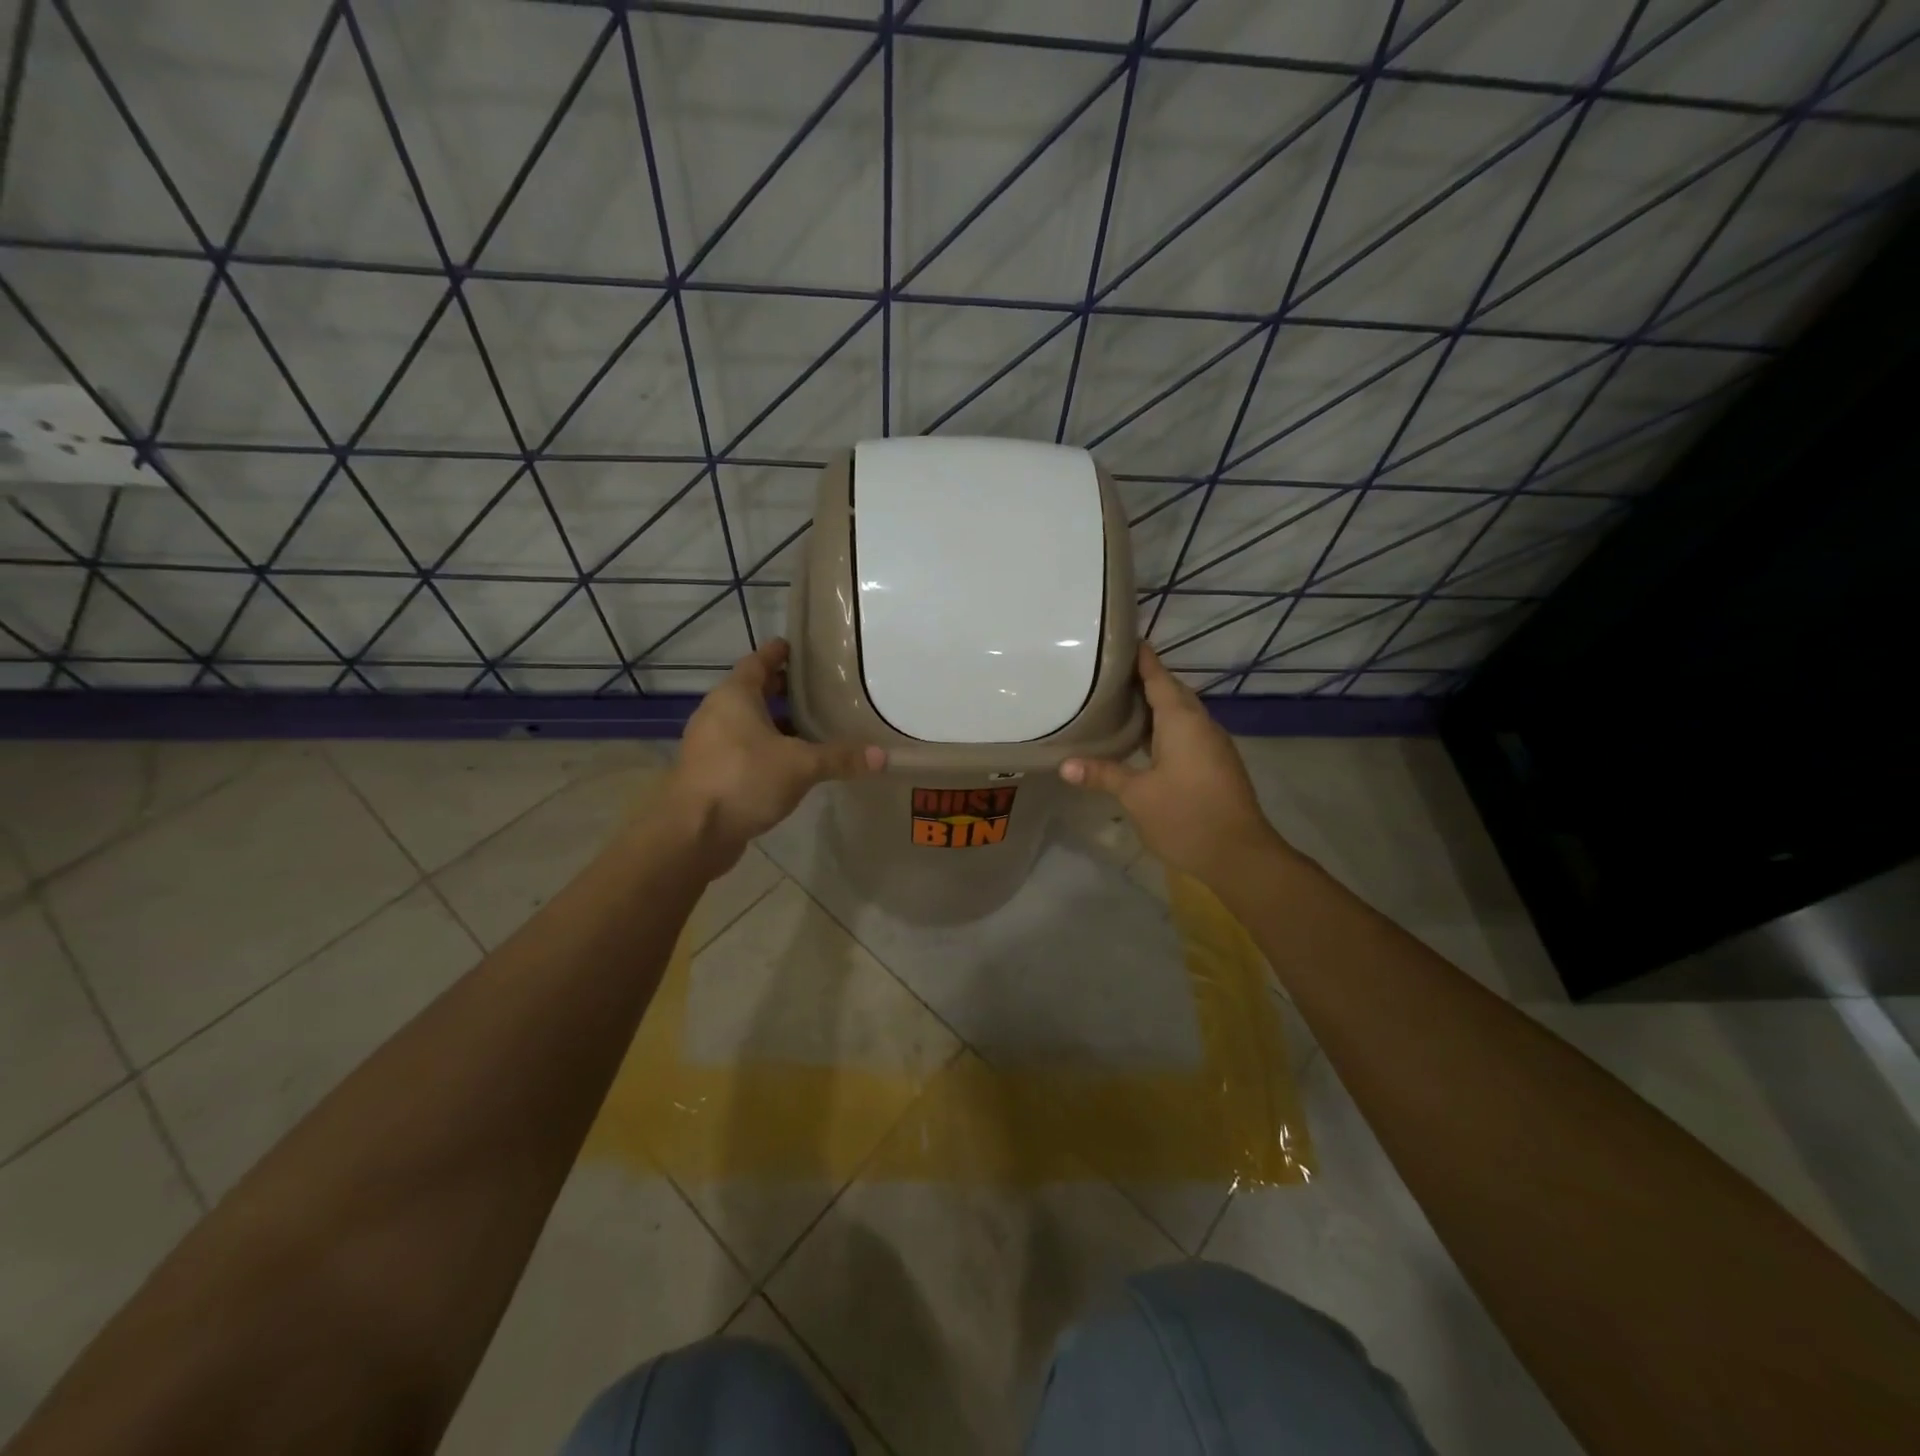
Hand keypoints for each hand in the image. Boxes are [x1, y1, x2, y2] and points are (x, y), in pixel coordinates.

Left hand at [664, 638, 884, 871]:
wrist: (692, 833)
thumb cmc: (744, 780)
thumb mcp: (800, 766)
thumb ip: (839, 757)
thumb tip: (883, 755)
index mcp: (734, 696)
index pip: (758, 662)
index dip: (779, 653)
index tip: (799, 648)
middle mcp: (717, 713)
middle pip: (753, 691)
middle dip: (782, 689)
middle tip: (817, 688)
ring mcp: (710, 744)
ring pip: (747, 723)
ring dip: (775, 722)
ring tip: (812, 726)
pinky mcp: (710, 773)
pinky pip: (742, 749)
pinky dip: (766, 748)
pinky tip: (792, 763)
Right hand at [1060, 644, 1282, 884]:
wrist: (1240, 855)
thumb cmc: (1185, 816)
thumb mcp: (1136, 795)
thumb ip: (1103, 774)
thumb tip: (1064, 764)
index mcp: (1181, 721)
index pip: (1159, 677)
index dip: (1141, 658)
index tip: (1122, 639)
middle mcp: (1201, 724)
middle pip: (1172, 692)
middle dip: (1145, 680)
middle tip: (1109, 673)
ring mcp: (1212, 744)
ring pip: (1181, 713)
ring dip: (1155, 705)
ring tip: (1120, 702)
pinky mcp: (1216, 764)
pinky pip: (1187, 732)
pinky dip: (1164, 726)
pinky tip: (1144, 739)